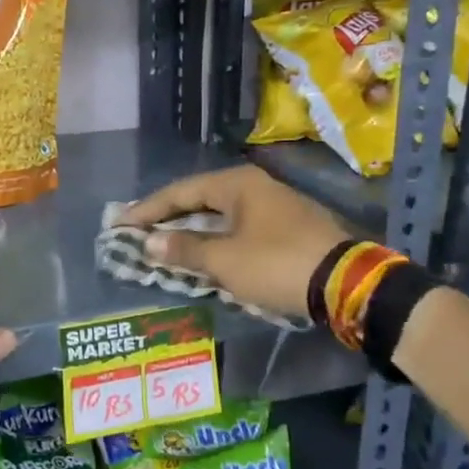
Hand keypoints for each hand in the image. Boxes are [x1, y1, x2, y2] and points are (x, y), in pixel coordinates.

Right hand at [125, 165, 355, 317]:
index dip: (148, 209)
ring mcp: (275, 206)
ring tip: (165, 243)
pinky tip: (206, 253)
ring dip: (193, 230)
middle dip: (169, 217)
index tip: (121, 224)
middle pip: (201, 199)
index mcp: (238, 185)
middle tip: (139, 231)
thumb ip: (185, 250)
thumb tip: (150, 243)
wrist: (347, 283)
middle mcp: (256, 187)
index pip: (181, 192)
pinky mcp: (289, 228)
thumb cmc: (277, 264)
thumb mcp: (225, 260)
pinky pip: (239, 227)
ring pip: (222, 214)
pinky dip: (217, 239)